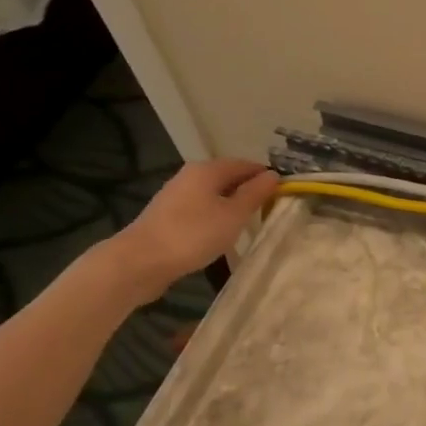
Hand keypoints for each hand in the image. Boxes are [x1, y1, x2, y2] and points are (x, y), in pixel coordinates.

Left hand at [104, 159, 278, 303]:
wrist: (141, 261)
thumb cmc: (193, 234)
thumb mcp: (233, 215)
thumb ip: (255, 194)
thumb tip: (273, 176)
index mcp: (208, 170)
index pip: (246, 164)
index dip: (266, 177)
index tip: (285, 194)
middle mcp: (191, 176)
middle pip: (228, 178)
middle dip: (250, 191)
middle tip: (270, 210)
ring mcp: (177, 195)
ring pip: (214, 194)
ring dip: (233, 205)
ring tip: (250, 224)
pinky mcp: (168, 215)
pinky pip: (201, 209)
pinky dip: (216, 216)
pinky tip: (222, 234)